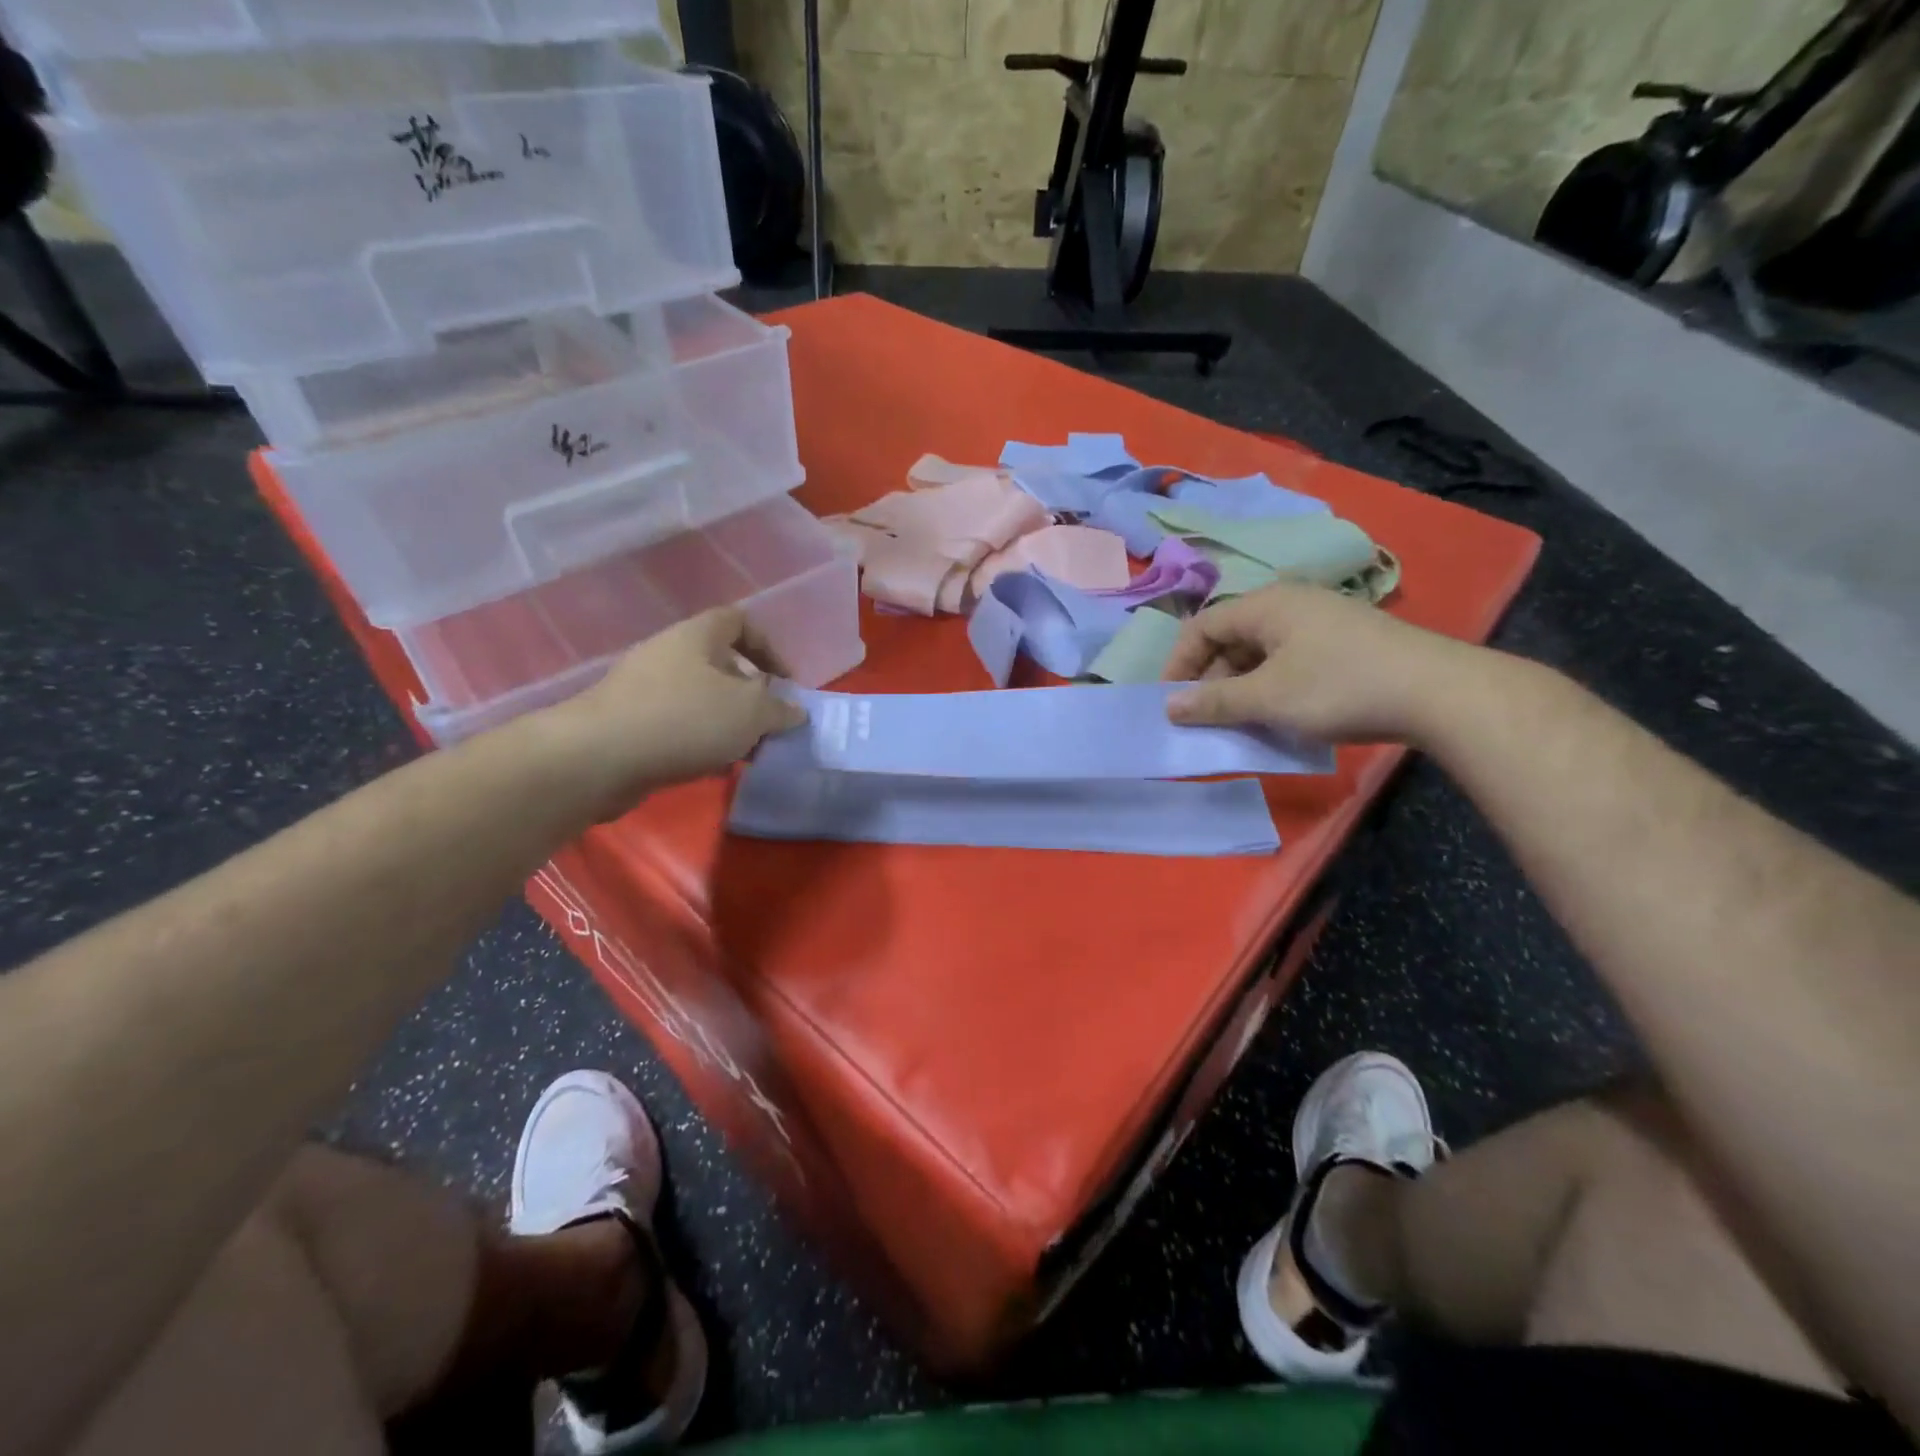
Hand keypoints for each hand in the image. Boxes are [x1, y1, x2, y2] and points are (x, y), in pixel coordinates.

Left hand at [547, 607, 805, 815]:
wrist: (597, 758)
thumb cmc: (684, 719)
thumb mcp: (750, 713)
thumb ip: (779, 710)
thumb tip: (795, 711)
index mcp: (696, 636)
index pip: (739, 620)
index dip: (768, 646)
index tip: (786, 682)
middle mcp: (668, 654)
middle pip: (720, 663)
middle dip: (751, 693)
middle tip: (769, 722)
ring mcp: (644, 689)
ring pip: (700, 698)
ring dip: (727, 721)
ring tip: (746, 751)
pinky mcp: (629, 723)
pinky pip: (677, 724)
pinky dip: (700, 741)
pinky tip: (713, 767)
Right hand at [1161, 583, 1478, 742]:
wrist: (1438, 692)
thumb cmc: (1338, 687)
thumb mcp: (1267, 698)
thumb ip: (1213, 702)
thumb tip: (1169, 706)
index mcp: (1266, 605)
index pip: (1202, 626)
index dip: (1178, 664)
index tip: (1171, 703)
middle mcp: (1290, 603)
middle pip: (1231, 638)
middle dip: (1211, 679)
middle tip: (1206, 718)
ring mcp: (1321, 621)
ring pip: (1261, 652)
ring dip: (1242, 687)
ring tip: (1241, 721)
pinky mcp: (1345, 642)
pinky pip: (1290, 660)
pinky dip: (1272, 686)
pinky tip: (1280, 714)